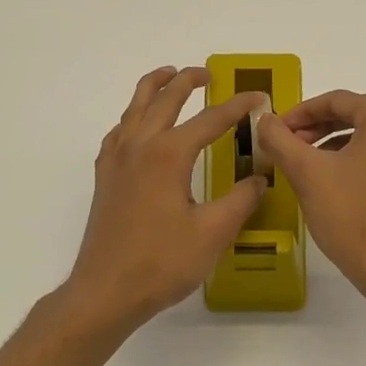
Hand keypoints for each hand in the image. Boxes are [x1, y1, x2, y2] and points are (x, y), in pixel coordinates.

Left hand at [62, 66, 268, 332]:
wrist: (107, 291)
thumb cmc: (163, 263)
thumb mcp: (213, 232)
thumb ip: (241, 199)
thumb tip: (260, 177)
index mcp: (168, 154)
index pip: (210, 119)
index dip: (238, 106)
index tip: (260, 98)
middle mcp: (139, 147)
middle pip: (164, 99)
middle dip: (188, 81)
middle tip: (209, 74)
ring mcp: (116, 161)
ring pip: (134, 108)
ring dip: (154, 88)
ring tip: (169, 77)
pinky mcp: (105, 178)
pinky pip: (118, 132)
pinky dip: (133, 117)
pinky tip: (138, 127)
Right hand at [256, 90, 365, 302]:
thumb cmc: (350, 216)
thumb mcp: (306, 173)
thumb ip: (280, 139)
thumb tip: (265, 120)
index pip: (336, 101)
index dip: (300, 114)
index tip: (277, 131)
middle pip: (359, 120)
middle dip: (321, 132)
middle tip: (292, 150)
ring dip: (343, 151)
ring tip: (316, 172)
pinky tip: (349, 193)